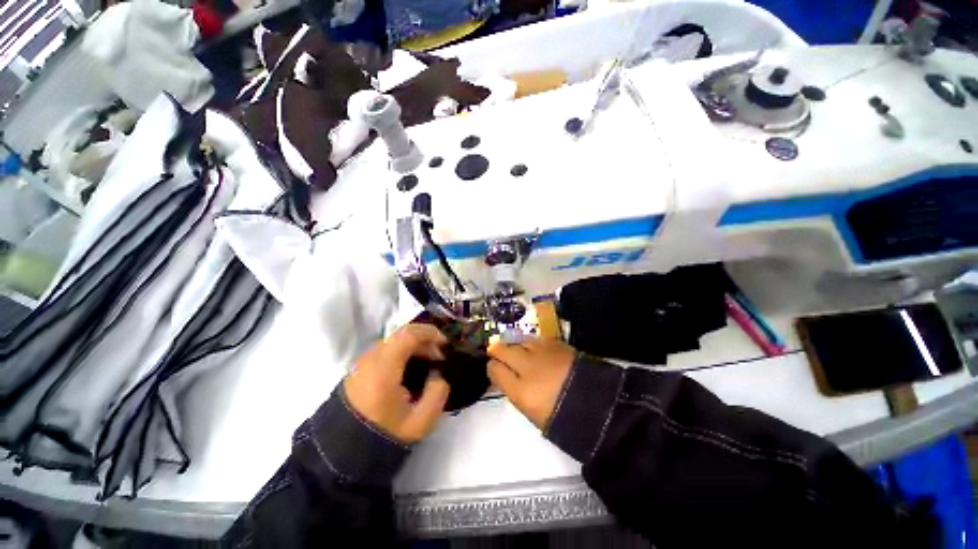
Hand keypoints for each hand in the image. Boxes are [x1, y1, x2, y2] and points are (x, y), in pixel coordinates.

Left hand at [344, 324, 450, 443]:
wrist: (345, 450)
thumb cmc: (385, 434)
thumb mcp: (420, 421)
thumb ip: (438, 393)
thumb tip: (439, 374)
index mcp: (383, 370)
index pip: (407, 336)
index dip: (430, 333)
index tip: (445, 343)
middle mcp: (370, 359)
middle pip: (401, 334)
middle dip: (425, 339)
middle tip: (439, 355)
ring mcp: (362, 361)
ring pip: (394, 340)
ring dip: (414, 344)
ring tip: (428, 360)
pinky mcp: (360, 367)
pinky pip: (386, 348)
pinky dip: (403, 350)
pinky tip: (411, 366)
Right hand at [487, 338, 576, 428]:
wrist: (600, 407)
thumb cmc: (565, 419)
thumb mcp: (533, 414)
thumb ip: (516, 393)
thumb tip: (509, 379)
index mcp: (521, 391)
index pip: (495, 370)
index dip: (492, 367)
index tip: (493, 368)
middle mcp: (528, 367)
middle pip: (503, 350)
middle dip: (497, 350)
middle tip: (496, 352)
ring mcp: (543, 353)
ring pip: (520, 341)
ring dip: (516, 345)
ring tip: (517, 350)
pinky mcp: (557, 344)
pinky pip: (537, 340)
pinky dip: (533, 344)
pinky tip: (535, 349)